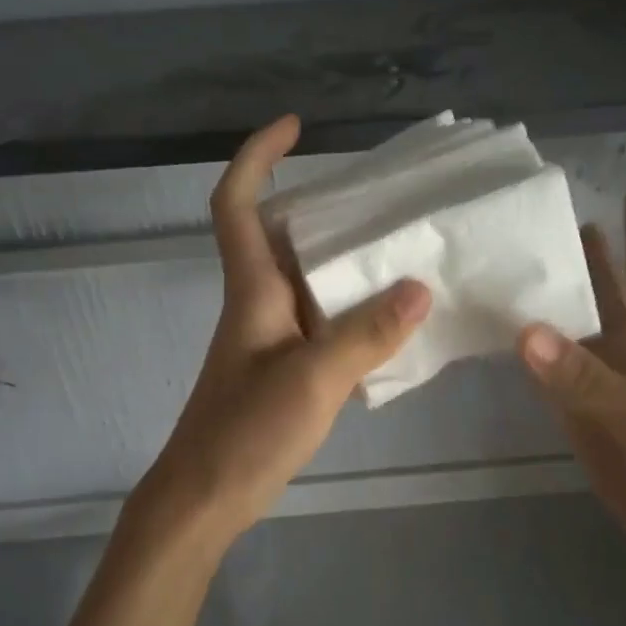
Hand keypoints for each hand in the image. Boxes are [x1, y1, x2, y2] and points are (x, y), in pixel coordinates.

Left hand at [139, 116, 431, 540]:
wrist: (205, 497)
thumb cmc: (246, 431)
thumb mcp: (313, 379)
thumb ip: (367, 335)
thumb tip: (421, 288)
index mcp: (252, 289)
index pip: (237, 203)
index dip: (258, 157)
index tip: (295, 128)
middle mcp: (258, 301)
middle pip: (280, 232)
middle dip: (322, 205)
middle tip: (380, 199)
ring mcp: (270, 335)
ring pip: (306, 277)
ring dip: (344, 258)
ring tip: (401, 250)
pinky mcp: (283, 365)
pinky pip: (320, 317)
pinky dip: (351, 306)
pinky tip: (391, 319)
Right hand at [517, 189, 625, 591]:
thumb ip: (588, 380)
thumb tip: (523, 330)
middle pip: (601, 294)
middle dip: (582, 257)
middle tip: (541, 220)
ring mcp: (601, 390)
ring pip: (566, 334)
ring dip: (543, 303)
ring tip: (506, 267)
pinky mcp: (580, 423)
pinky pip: (547, 379)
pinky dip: (525, 356)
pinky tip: (503, 335)